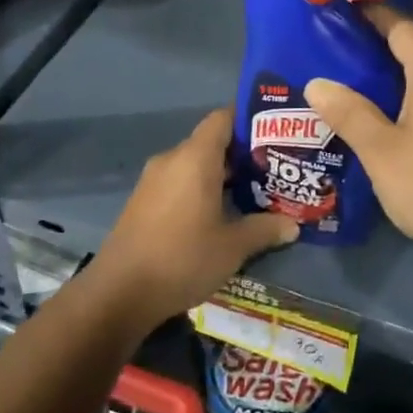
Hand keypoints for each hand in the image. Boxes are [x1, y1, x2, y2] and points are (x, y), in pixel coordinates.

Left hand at [90, 109, 296, 325]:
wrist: (120, 293)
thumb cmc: (183, 258)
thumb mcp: (233, 247)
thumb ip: (265, 229)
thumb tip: (293, 225)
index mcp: (195, 158)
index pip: (223, 118)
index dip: (248, 121)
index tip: (274, 134)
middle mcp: (172, 159)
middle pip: (211, 142)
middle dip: (242, 154)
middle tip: (273, 169)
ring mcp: (153, 181)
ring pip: (194, 165)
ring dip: (221, 176)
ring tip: (253, 193)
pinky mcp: (143, 202)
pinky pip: (179, 182)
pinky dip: (200, 189)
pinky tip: (220, 214)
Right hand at [305, 7, 412, 264]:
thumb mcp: (380, 150)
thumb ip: (348, 113)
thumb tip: (317, 83)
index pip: (403, 28)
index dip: (375, 17)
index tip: (347, 14)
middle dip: (382, 54)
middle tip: (342, 63)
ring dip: (401, 85)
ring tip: (363, 98)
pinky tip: (398, 131)